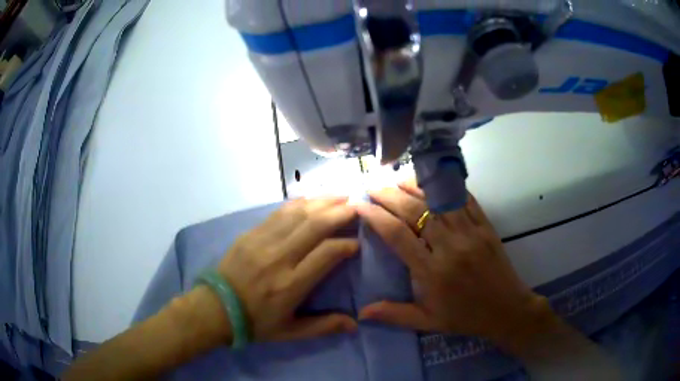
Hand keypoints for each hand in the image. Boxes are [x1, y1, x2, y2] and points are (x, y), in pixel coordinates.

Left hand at [216, 197, 358, 342]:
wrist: (215, 309)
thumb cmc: (256, 322)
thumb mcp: (291, 332)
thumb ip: (324, 326)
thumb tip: (355, 324)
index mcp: (291, 284)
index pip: (327, 253)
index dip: (346, 244)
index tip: (356, 243)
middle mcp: (279, 258)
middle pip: (315, 226)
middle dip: (339, 213)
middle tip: (357, 206)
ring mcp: (262, 242)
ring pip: (297, 214)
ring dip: (322, 202)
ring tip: (340, 195)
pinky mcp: (250, 234)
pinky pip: (278, 212)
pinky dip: (298, 203)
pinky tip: (311, 198)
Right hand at [357, 181, 550, 345]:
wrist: (507, 310)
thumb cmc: (465, 317)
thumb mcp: (428, 322)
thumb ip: (394, 314)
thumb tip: (361, 313)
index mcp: (432, 272)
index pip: (397, 235)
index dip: (375, 217)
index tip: (359, 205)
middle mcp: (450, 247)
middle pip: (415, 211)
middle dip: (389, 195)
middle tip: (372, 185)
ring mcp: (471, 233)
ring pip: (439, 200)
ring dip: (415, 186)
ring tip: (395, 178)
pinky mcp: (486, 226)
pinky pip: (465, 199)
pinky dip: (446, 187)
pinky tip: (433, 181)